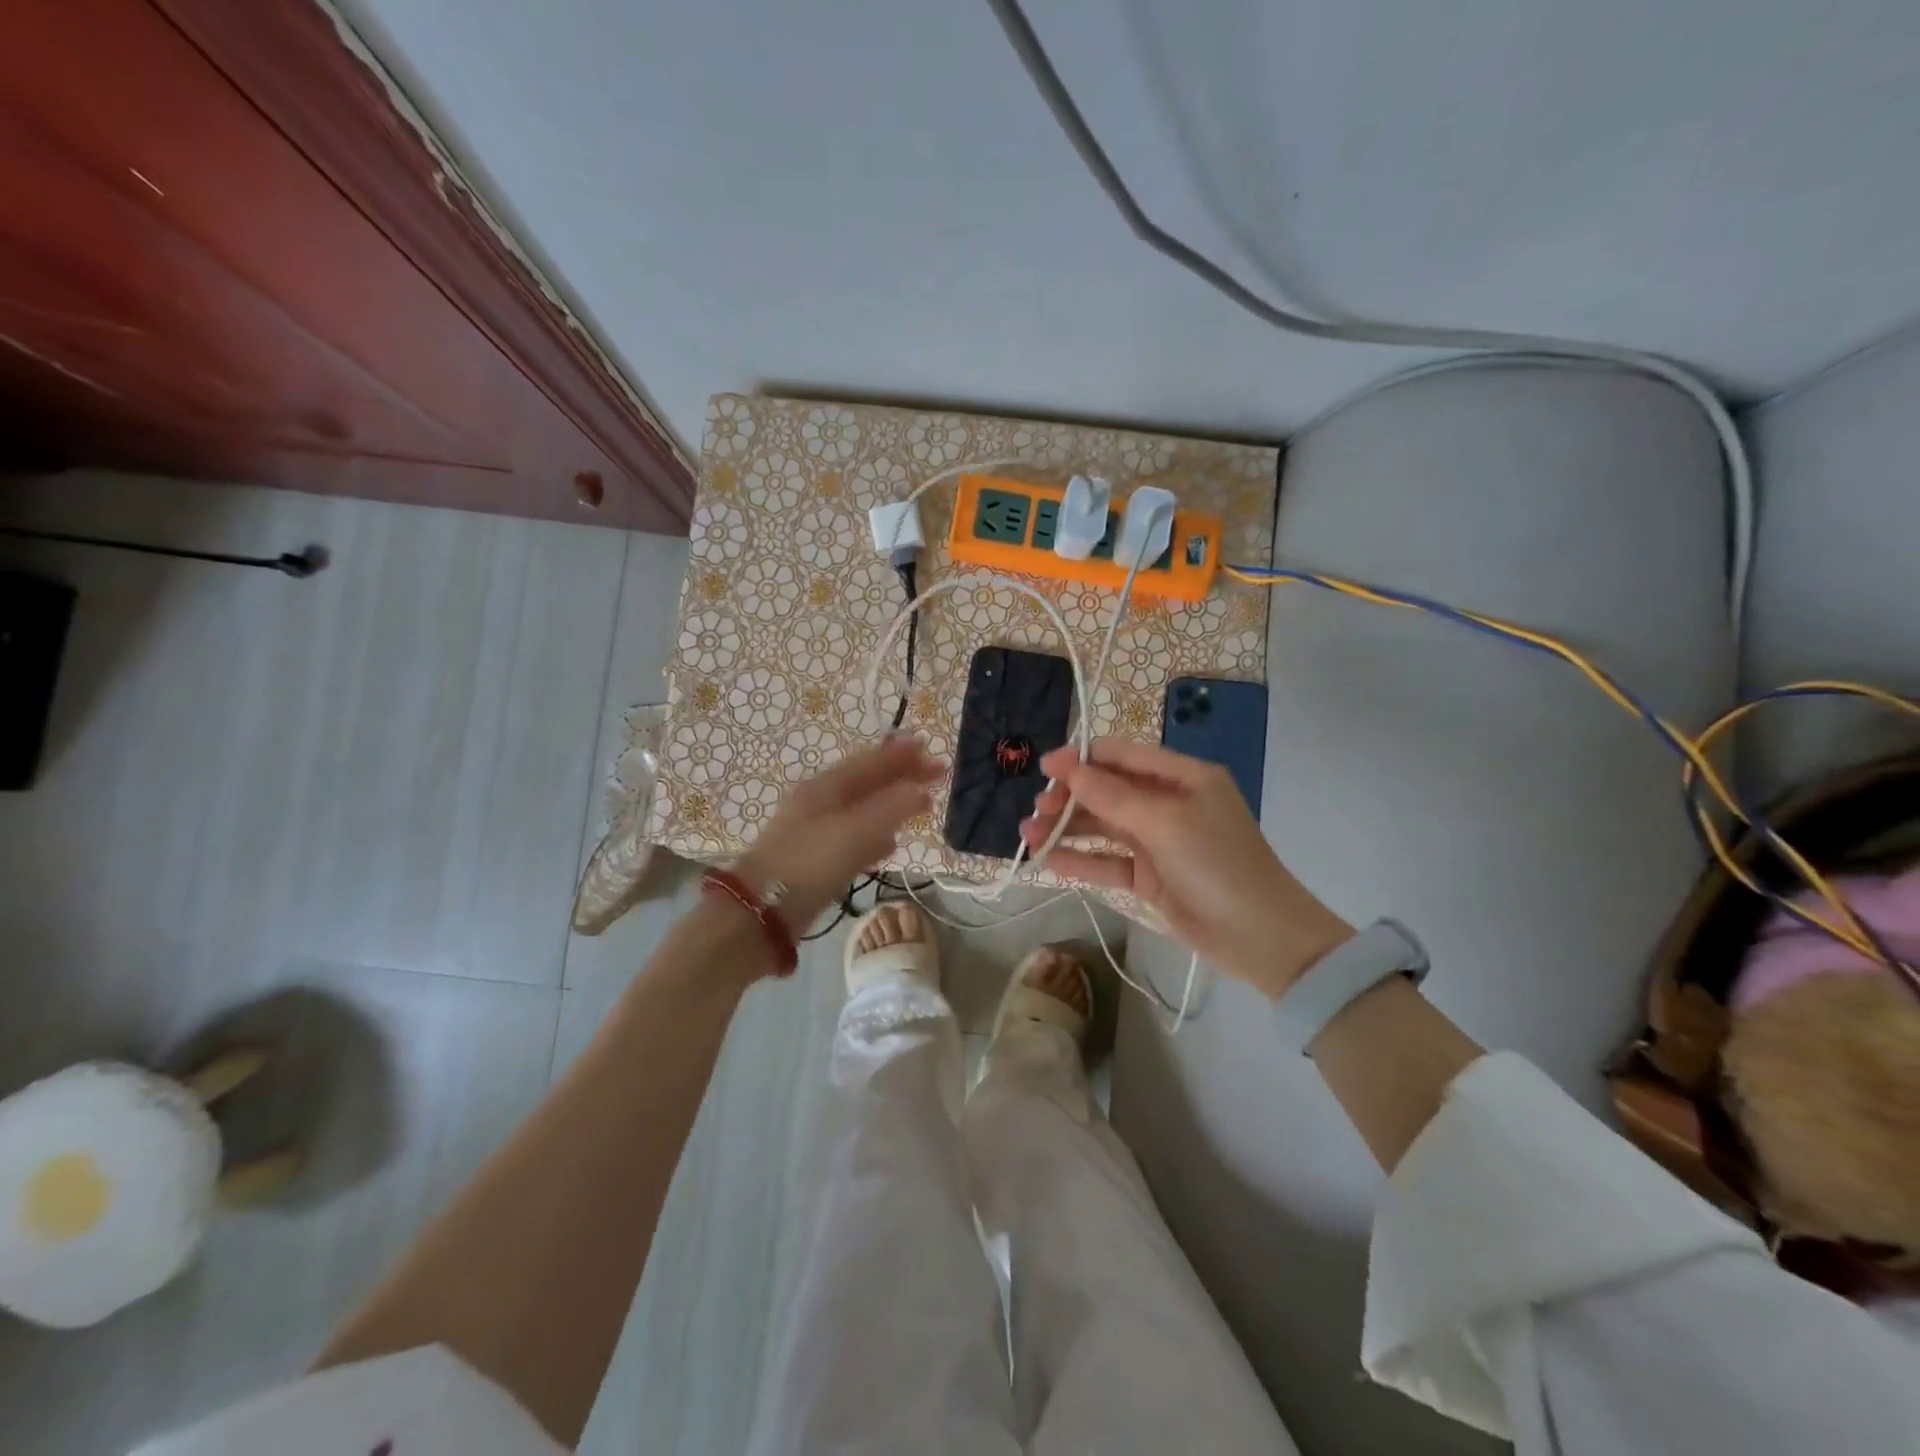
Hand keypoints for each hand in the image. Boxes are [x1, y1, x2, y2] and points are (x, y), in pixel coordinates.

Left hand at [734, 735, 939, 931]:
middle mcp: (822, 803)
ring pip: (864, 810)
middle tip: (937, 772)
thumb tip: (922, 790)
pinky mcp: (819, 860)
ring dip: (893, 804)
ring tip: (922, 802)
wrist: (762, 911)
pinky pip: (856, 839)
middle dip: (902, 776)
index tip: (930, 747)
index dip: (901, 755)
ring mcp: (819, 832)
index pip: (871, 763)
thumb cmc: (809, 862)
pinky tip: (891, 844)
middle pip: (869, 783)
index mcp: (826, 787)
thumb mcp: (853, 831)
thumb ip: (890, 808)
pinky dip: (877, 835)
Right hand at [1022, 739, 1353, 998]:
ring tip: (1029, 834)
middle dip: (1071, 797)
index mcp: (1183, 778)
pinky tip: (1049, 861)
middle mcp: (1169, 804)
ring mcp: (1158, 842)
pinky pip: (1108, 862)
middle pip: (1109, 792)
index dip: (1084, 759)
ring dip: (1067, 829)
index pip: (1125, 757)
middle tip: (1038, 809)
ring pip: (1103, 828)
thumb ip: (1113, 796)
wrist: (1260, 938)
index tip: (1045, 767)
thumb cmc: (1218, 864)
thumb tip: (1068, 767)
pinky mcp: (1149, 877)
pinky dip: (1080, 861)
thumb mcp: (1166, 823)